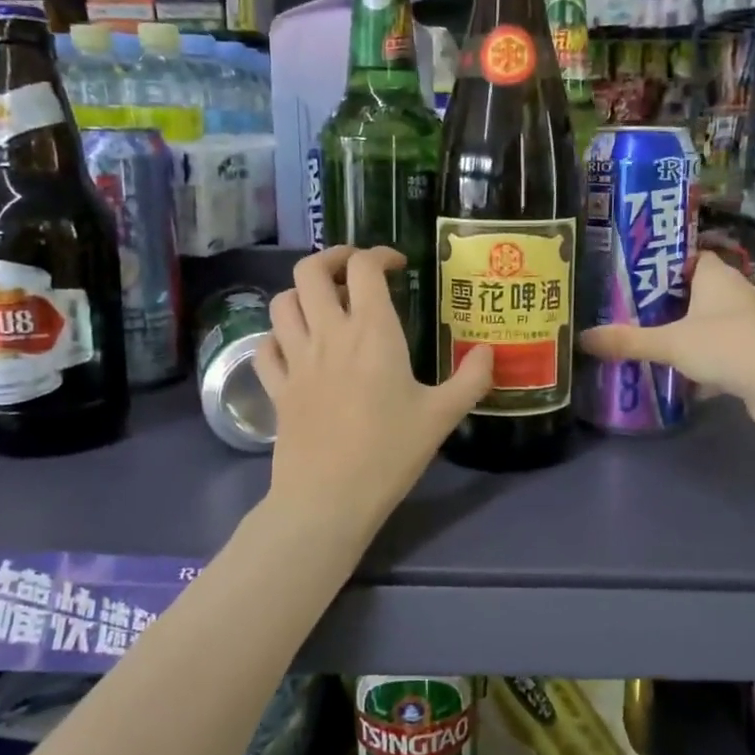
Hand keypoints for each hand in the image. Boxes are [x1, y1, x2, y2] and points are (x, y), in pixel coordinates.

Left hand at [255, 247, 492, 536]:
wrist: (328, 499)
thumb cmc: (389, 453)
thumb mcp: (442, 416)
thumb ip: (471, 379)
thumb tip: (489, 352)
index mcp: (371, 332)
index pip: (363, 267)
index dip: (379, 255)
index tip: (397, 266)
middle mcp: (327, 334)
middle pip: (310, 271)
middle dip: (331, 259)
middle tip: (353, 272)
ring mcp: (295, 360)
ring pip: (281, 302)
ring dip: (302, 294)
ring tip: (324, 306)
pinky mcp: (276, 388)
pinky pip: (265, 347)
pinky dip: (277, 337)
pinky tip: (295, 348)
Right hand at [579, 250, 754, 407]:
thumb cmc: (725, 346)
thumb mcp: (669, 343)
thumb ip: (628, 341)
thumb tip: (583, 338)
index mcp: (719, 277)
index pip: (694, 257)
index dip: (669, 265)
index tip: (642, 277)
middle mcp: (741, 292)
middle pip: (703, 290)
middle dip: (676, 302)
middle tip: (641, 312)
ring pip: (718, 321)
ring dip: (695, 331)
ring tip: (661, 342)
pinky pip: (730, 348)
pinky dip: (712, 358)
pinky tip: (690, 375)